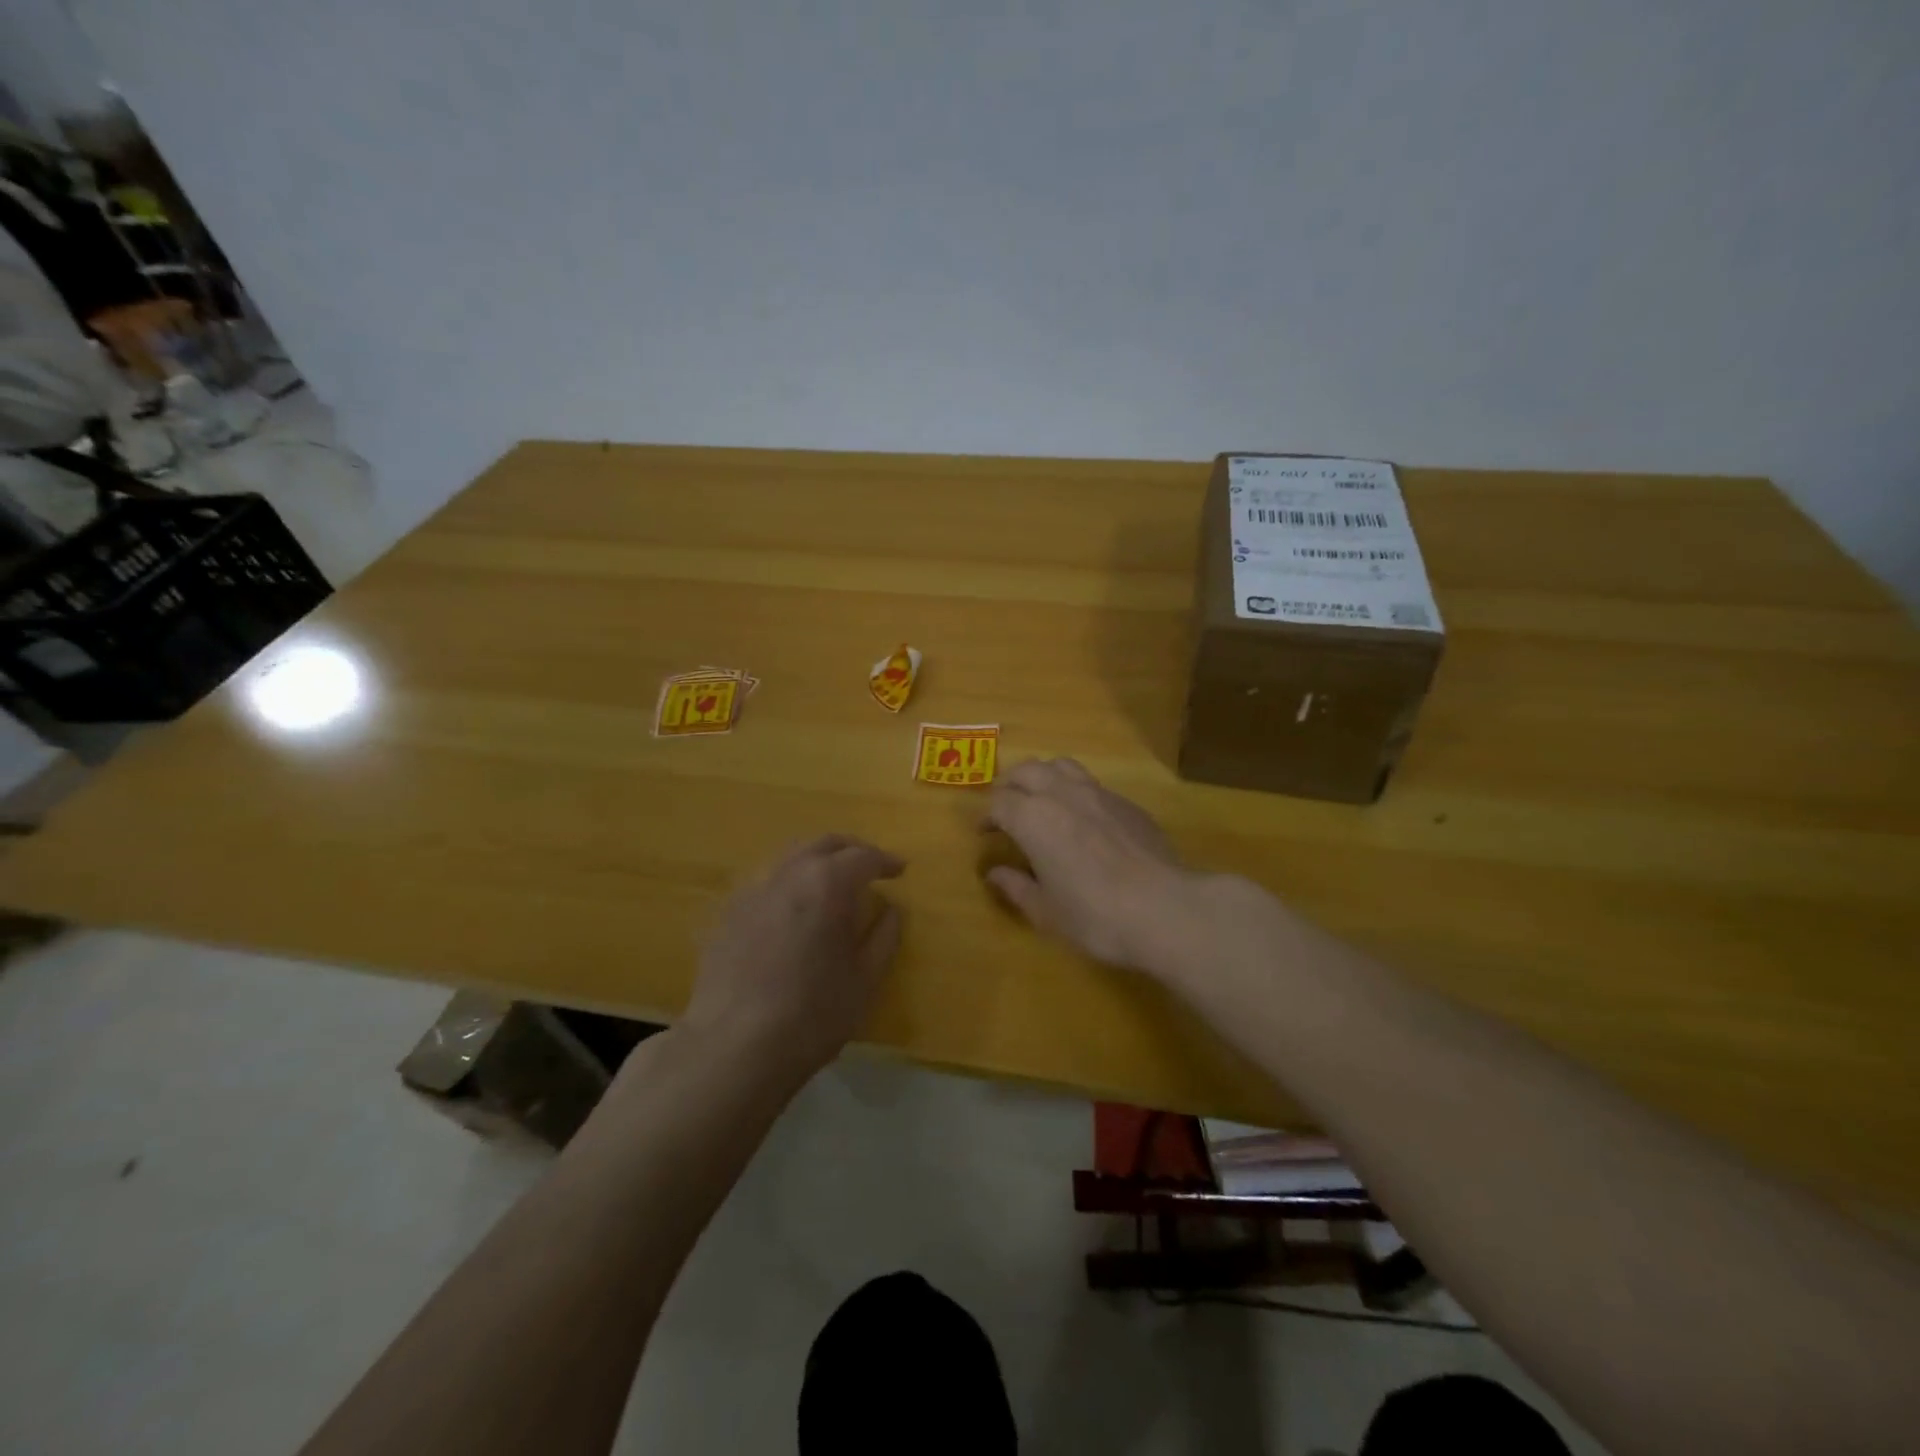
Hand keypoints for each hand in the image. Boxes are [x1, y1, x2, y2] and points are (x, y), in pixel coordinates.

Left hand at [683, 835, 904, 1074]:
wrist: (734, 1047)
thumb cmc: (813, 1014)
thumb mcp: (865, 980)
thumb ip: (884, 937)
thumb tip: (892, 910)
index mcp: (827, 883)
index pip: (863, 856)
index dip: (885, 861)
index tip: (900, 870)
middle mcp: (788, 873)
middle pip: (824, 844)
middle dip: (851, 850)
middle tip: (869, 867)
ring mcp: (752, 890)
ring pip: (790, 858)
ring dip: (816, 862)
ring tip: (830, 885)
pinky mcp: (727, 913)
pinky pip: (765, 883)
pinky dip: (788, 884)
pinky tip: (791, 911)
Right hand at [983, 758, 1203, 973]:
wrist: (1164, 909)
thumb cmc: (1094, 916)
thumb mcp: (1046, 911)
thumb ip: (1016, 887)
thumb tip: (995, 873)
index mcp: (1033, 818)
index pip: (1000, 802)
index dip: (988, 816)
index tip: (986, 833)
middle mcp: (1062, 794)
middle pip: (1027, 770)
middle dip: (1011, 785)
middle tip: (1008, 809)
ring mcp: (1099, 793)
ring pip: (1061, 765)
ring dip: (1044, 777)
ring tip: (1043, 801)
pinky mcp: (1127, 803)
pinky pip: (1093, 784)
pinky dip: (1076, 792)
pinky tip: (1084, 820)